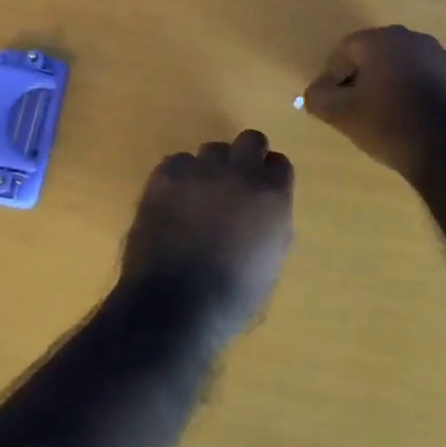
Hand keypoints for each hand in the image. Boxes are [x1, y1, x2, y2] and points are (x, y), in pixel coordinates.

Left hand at [120, 130, 294, 342]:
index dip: (270, 177)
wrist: (174, 306)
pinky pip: (177, 162)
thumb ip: (272, 226)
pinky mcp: (166, 174)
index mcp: (271, 195)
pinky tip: (172, 201)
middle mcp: (240, 172)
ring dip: (211, 168)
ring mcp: (201, 169)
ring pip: (211, 150)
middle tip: (235, 183)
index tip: (262, 191)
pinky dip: (178, 177)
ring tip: (199, 196)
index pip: (279, 164)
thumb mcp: (270, 264)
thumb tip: (264, 212)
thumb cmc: (232, 298)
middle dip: (246, 156)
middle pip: (250, 140)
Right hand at [302, 25, 445, 178]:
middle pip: (378, 55)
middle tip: (357, 108)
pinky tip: (419, 124)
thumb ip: (319, 98)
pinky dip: (422, 97)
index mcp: (382, 40)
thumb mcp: (342, 115)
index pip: (345, 49)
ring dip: (394, 86)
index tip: (332, 101)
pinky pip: (434, 84)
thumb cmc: (391, 125)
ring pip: (407, 68)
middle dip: (364, 78)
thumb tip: (315, 92)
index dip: (332, 75)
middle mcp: (415, 40)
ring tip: (389, 119)